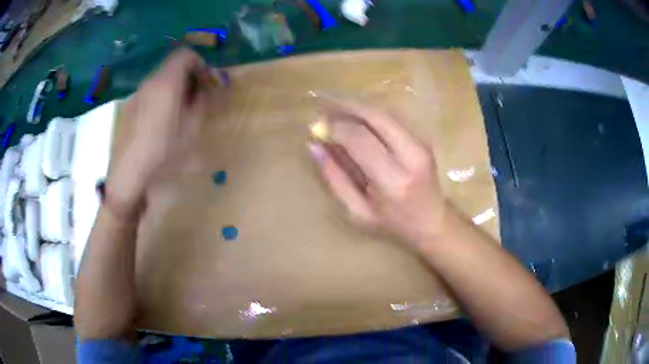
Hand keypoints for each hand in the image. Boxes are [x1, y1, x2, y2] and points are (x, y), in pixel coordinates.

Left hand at [107, 48, 214, 216]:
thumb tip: (206, 90)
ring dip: (176, 88)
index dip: (201, 64)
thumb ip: (200, 104)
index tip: (209, 83)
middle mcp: (149, 83)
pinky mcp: (128, 109)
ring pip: (160, 80)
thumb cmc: (162, 155)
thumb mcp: (190, 130)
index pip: (185, 55)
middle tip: (199, 97)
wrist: (128, 178)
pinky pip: (149, 94)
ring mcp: (136, 96)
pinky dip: (161, 97)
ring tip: (182, 111)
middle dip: (190, 76)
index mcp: (166, 83)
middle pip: (172, 66)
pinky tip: (163, 122)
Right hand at [308, 102, 446, 246]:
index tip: (318, 128)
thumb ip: (335, 178)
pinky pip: (393, 117)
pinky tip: (357, 119)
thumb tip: (314, 147)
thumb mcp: (357, 211)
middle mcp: (411, 156)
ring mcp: (421, 143)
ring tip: (337, 111)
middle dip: (346, 107)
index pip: (360, 139)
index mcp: (393, 181)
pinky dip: (371, 114)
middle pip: (375, 116)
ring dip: (358, 107)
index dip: (336, 128)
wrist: (433, 220)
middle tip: (325, 108)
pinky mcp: (423, 138)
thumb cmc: (393, 223)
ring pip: (385, 112)